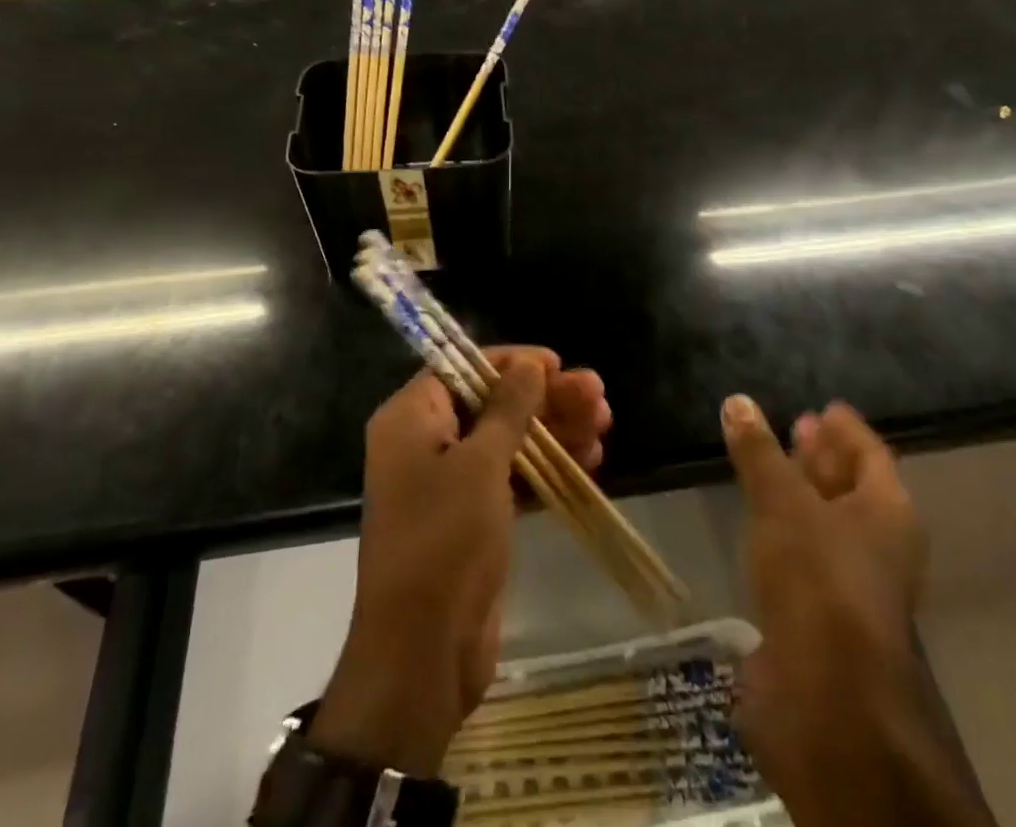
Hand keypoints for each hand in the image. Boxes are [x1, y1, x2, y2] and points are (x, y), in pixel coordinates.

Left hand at [309, 348, 611, 777]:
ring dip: (556, 431)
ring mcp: (450, 483)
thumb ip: (508, 408)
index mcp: (410, 418)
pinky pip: (513, 478)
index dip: (511, 362)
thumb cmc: (444, 539)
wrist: (422, 654)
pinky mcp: (473, 519)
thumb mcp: (480, 464)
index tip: (556, 364)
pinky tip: (592, 461)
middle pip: (492, 403)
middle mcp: (426, 442)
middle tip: (598, 394)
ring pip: (509, 440)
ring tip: (605, 423)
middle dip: (545, 398)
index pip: (462, 367)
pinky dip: (548, 468)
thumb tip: (530, 363)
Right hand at [723, 396, 986, 826]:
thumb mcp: (781, 500)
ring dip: (800, 495)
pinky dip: (784, 532)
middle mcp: (879, 545)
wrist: (824, 697)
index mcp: (887, 511)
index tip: (824, 406)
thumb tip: (737, 400)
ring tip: (769, 467)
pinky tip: (758, 522)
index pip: (871, 453)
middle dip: (823, 458)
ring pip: (826, 524)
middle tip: (794, 426)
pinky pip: (805, 556)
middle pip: (852, 488)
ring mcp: (851, 584)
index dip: (846, 428)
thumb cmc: (817, 577)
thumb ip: (759, 452)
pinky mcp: (821, 616)